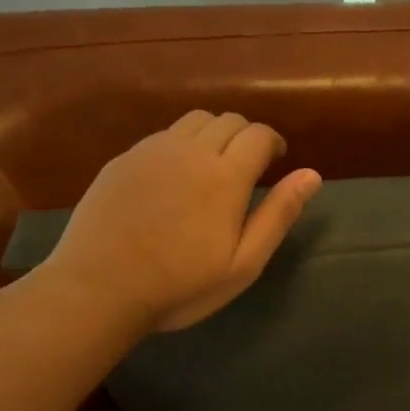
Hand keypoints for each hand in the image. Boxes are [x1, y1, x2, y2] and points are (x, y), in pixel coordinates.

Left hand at [37, 111, 320, 332]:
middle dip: (247, 136)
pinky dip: (181, 143)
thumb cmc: (180, 286)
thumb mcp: (243, 263)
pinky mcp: (123, 160)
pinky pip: (162, 135)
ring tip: (214, 164)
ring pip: (195, 121)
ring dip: (214, 133)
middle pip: (229, 121)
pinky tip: (175, 175)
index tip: (276, 161)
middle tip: (249, 166)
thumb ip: (278, 215)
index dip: (274, 143)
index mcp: (225, 176)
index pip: (259, 135)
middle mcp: (190, 151)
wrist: (98, 290)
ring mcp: (151, 151)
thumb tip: (311, 175)